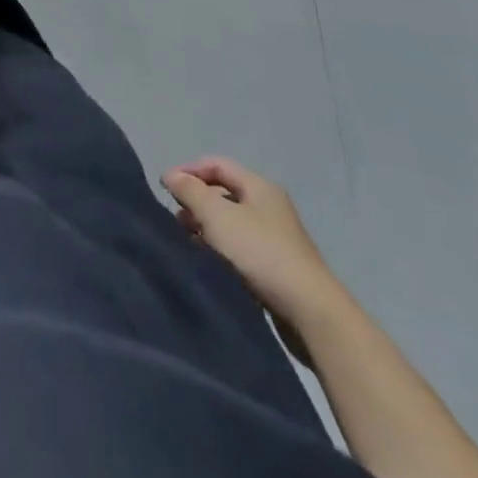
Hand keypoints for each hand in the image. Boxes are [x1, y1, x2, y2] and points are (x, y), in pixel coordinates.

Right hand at [161, 157, 346, 332]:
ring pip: (232, 220)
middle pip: (224, 191)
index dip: (189, 170)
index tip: (166, 187)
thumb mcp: (217, 215)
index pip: (216, 164)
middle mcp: (270, 206)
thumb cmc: (260, 253)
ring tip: (187, 239)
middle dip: (197, 199)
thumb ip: (190, 191)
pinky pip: (241, 245)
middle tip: (176, 216)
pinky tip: (210, 259)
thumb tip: (170, 175)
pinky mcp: (279, 266)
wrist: (312, 313)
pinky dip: (221, 246)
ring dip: (207, 225)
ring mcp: (277, 237)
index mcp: (259, 186)